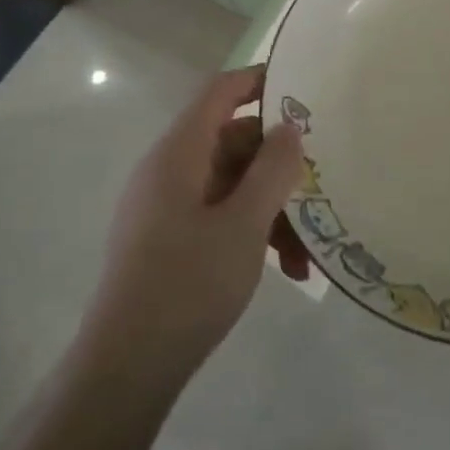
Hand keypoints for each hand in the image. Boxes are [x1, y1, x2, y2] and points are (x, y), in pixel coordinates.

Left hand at [88, 66, 307, 382]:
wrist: (127, 368)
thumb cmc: (187, 284)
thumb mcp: (244, 224)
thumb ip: (272, 169)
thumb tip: (291, 126)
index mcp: (179, 152)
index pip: (221, 91)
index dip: (261, 81)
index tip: (306, 90)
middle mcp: (170, 170)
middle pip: (234, 142)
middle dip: (280, 165)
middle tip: (323, 186)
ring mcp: (168, 206)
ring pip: (233, 185)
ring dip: (273, 209)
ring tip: (308, 252)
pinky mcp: (171, 239)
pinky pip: (220, 216)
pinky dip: (253, 233)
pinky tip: (289, 270)